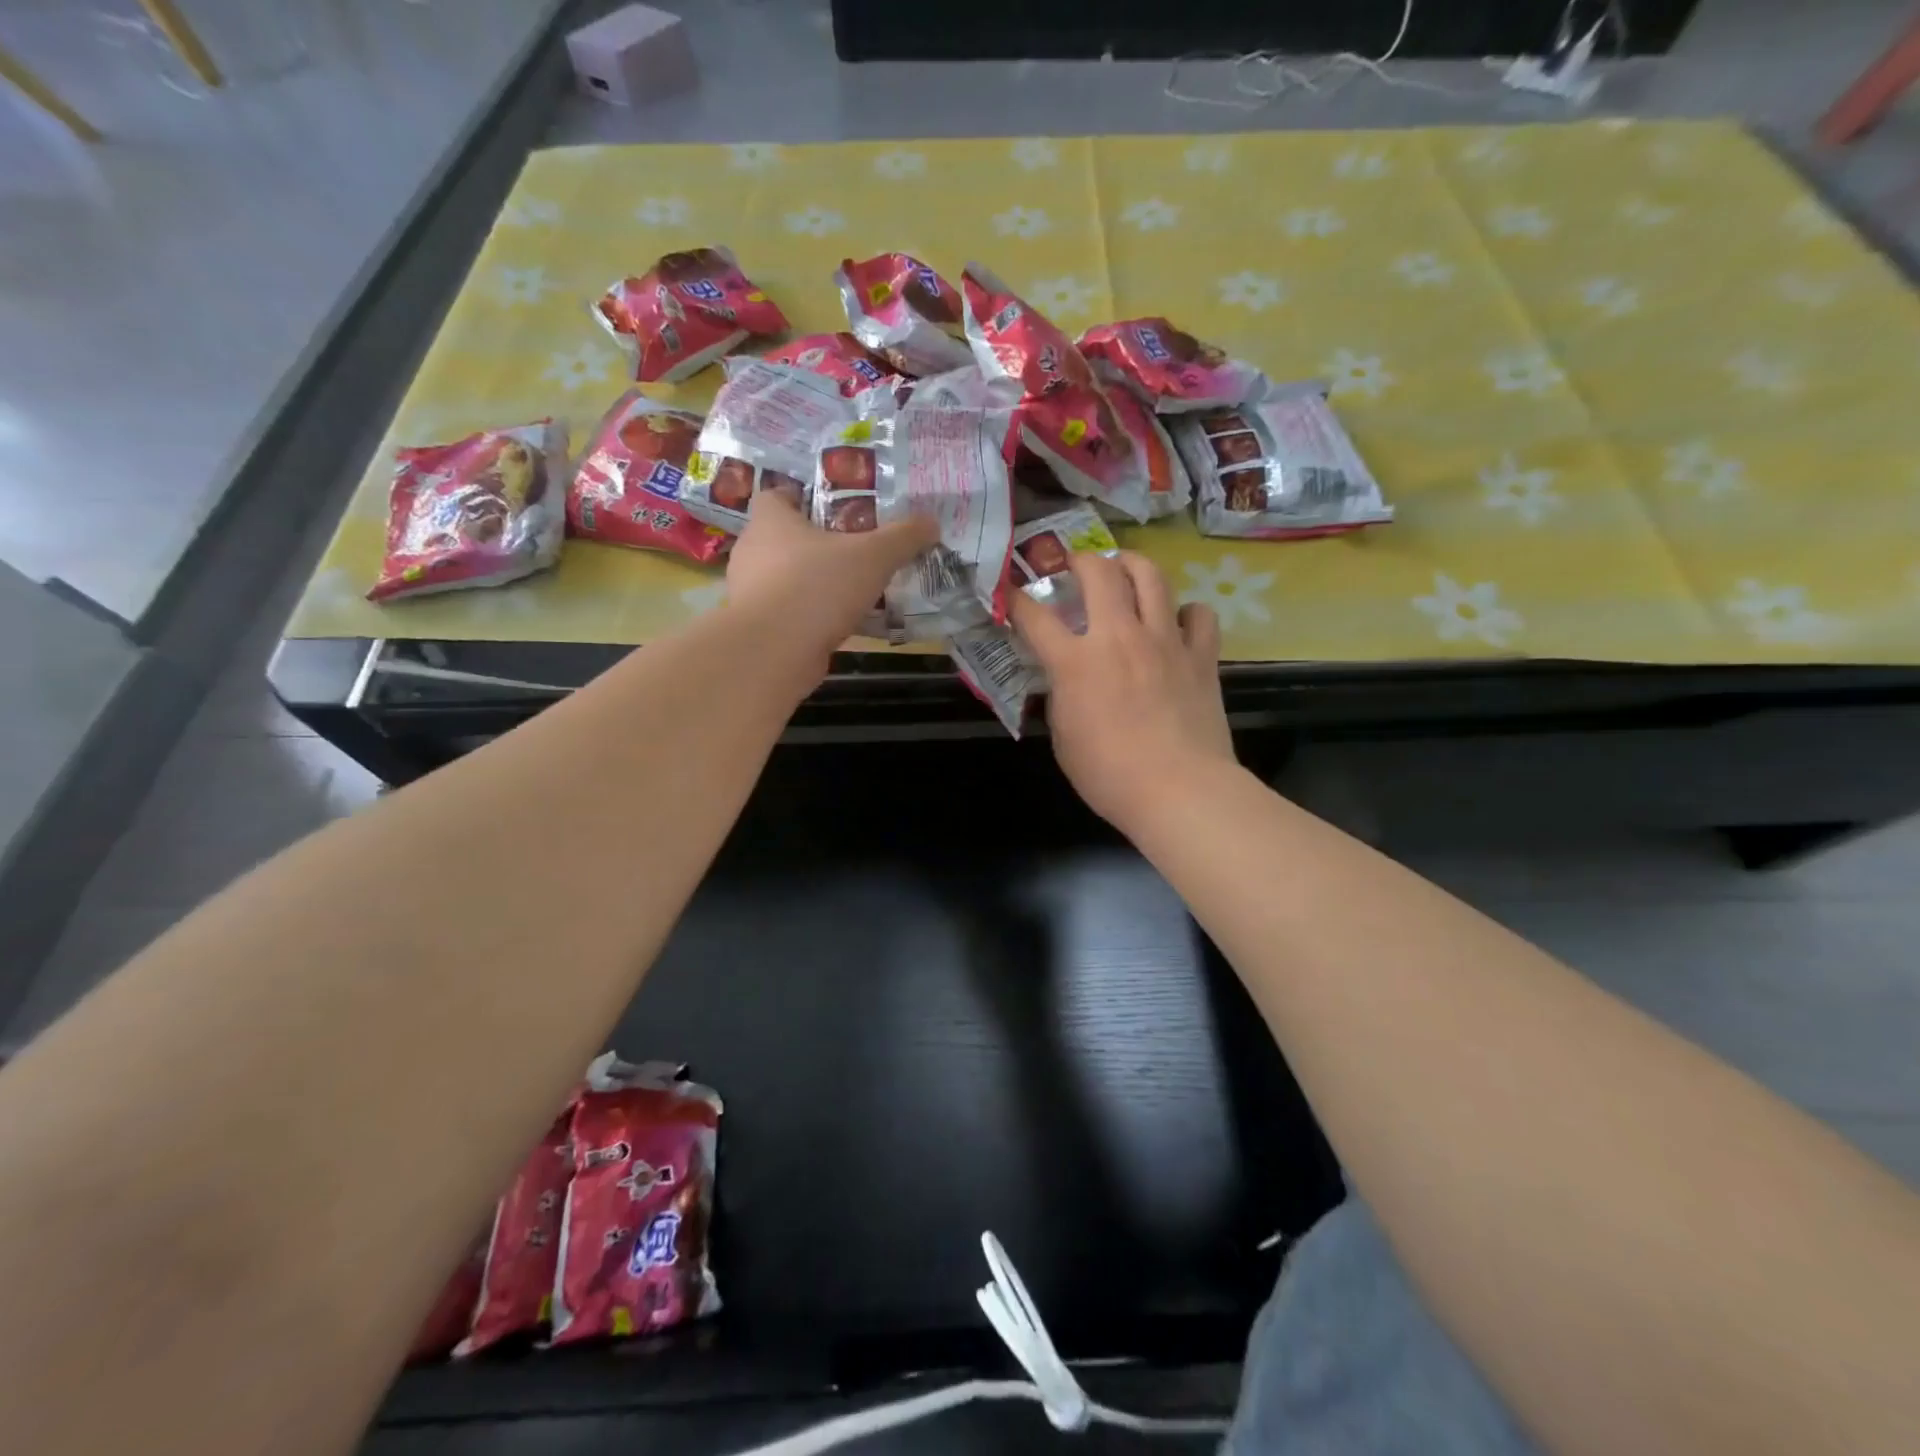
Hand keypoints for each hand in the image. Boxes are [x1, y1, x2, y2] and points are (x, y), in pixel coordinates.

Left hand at [724, 489, 937, 666]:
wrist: (772, 652)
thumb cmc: (817, 587)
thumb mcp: (872, 556)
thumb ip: (903, 537)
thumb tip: (931, 522)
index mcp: (770, 521)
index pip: (776, 496)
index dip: (802, 498)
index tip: (833, 511)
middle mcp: (753, 552)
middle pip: (784, 539)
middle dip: (816, 545)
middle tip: (854, 551)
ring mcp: (751, 593)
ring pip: (787, 579)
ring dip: (814, 584)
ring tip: (852, 591)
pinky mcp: (758, 629)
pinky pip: (789, 613)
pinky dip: (810, 616)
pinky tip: (840, 625)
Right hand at [1011, 551, 1234, 830]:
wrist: (1180, 790)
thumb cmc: (1110, 775)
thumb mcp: (1064, 739)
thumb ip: (1062, 698)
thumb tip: (1067, 681)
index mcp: (1076, 662)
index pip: (1035, 616)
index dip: (1016, 599)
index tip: (1009, 591)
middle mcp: (1120, 637)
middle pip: (1099, 572)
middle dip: (1080, 560)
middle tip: (1075, 568)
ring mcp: (1165, 641)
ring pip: (1152, 577)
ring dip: (1133, 564)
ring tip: (1125, 569)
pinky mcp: (1201, 656)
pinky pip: (1199, 615)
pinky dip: (1186, 612)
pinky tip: (1177, 623)